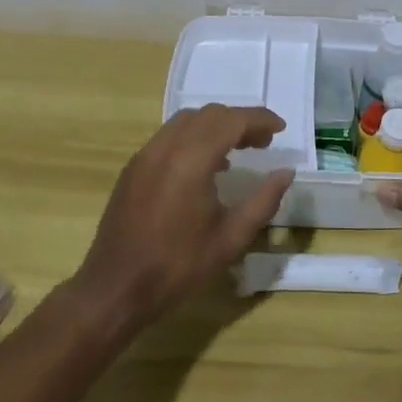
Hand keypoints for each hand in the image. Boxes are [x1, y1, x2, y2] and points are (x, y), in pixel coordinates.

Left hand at [71, 104, 294, 332]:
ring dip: (215, 126)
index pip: (232, 121)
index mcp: (192, 159)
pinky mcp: (134, 167)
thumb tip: (285, 173)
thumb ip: (263, 201)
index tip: (281, 128)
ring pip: (187, 120)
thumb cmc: (178, 266)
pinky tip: (204, 165)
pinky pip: (169, 136)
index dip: (260, 119)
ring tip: (237, 150)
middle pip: (209, 114)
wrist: (116, 287)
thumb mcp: (230, 238)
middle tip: (263, 142)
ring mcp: (146, 154)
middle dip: (240, 121)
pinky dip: (193, 137)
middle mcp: (166, 146)